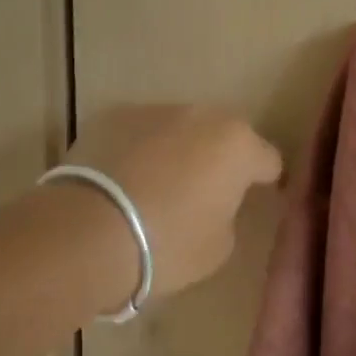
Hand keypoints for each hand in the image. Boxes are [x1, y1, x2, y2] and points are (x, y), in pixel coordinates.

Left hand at [64, 104, 282, 307]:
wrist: (88, 232)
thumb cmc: (167, 244)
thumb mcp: (218, 246)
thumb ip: (228, 213)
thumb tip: (214, 201)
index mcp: (238, 145)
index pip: (268, 160)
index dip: (266, 181)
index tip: (257, 199)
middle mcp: (201, 115)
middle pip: (221, 135)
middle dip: (218, 158)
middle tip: (205, 192)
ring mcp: (154, 110)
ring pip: (177, 130)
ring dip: (176, 151)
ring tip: (156, 187)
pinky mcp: (112, 115)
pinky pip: (137, 134)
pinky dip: (137, 151)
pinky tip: (121, 182)